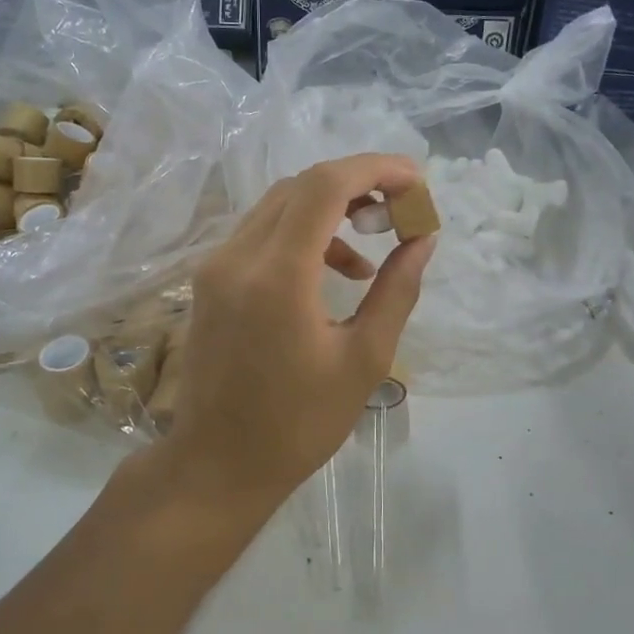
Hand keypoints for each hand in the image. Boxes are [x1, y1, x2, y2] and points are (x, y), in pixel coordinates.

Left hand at [163, 155, 435, 508]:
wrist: (217, 464)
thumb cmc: (297, 424)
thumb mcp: (363, 360)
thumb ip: (396, 290)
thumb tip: (423, 239)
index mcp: (277, 276)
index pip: (325, 185)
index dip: (376, 169)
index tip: (417, 181)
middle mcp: (237, 256)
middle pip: (301, 185)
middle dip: (357, 184)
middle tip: (401, 209)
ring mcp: (216, 266)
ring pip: (279, 205)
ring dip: (330, 209)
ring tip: (374, 245)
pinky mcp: (210, 280)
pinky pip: (261, 233)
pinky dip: (302, 234)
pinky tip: (335, 271)